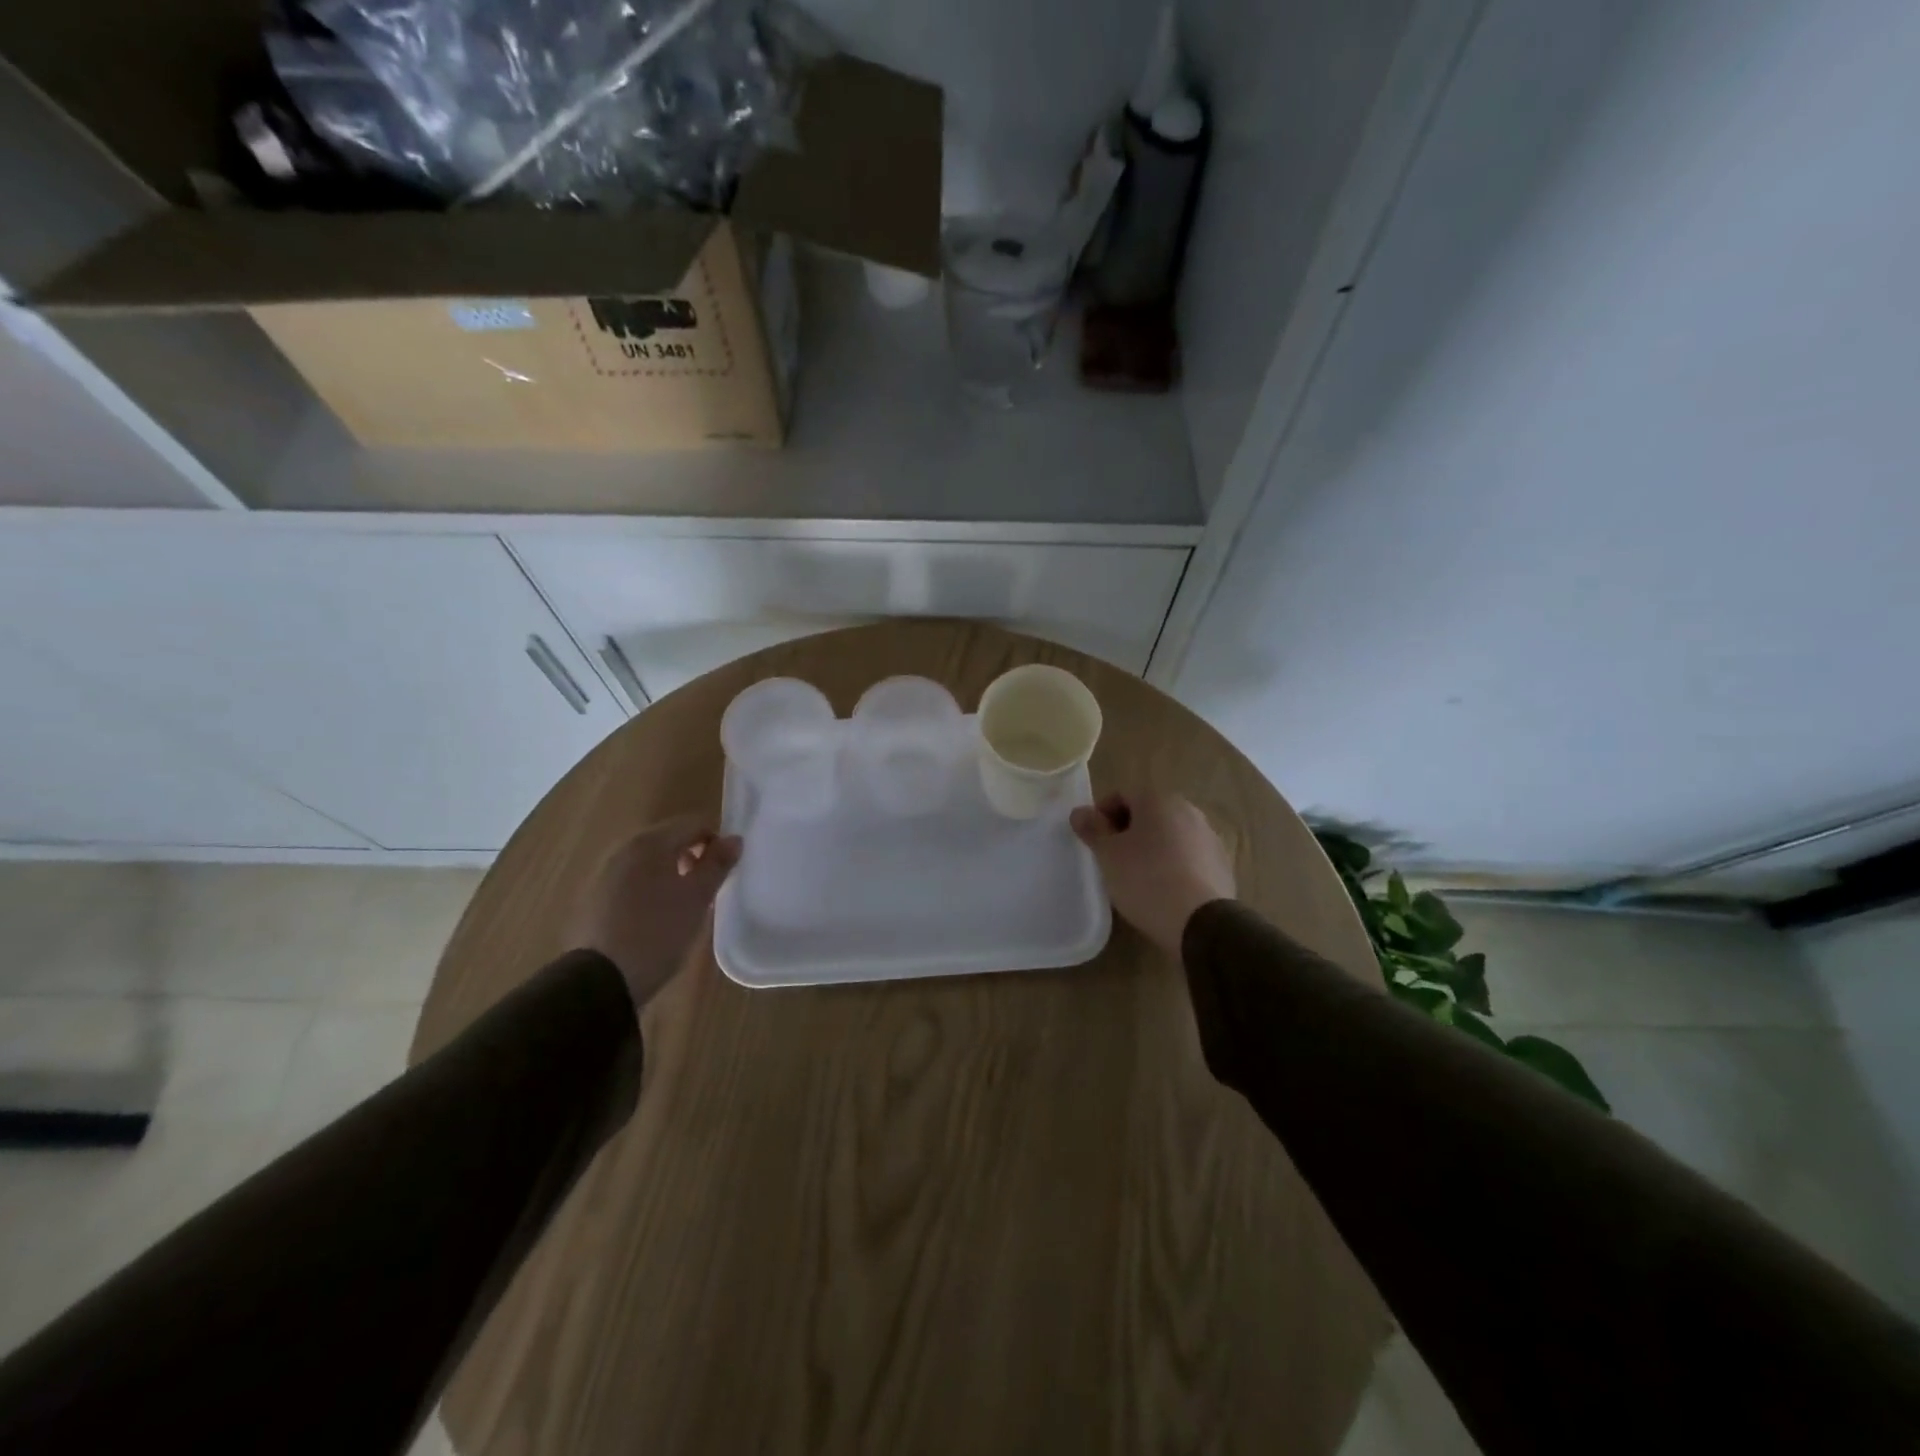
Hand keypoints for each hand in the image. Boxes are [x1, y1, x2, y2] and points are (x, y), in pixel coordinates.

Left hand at [567, 816, 742, 1013]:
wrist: (601, 981)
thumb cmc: (658, 932)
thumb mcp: (698, 898)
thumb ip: (717, 864)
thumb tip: (734, 839)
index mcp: (650, 842)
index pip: (694, 824)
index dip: (716, 841)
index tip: (725, 870)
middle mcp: (623, 849)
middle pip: (669, 839)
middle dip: (693, 857)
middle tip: (707, 889)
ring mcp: (604, 873)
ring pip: (649, 862)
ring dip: (671, 873)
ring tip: (683, 906)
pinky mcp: (593, 898)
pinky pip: (631, 881)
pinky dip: (649, 889)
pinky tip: (655, 918)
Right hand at [1070, 792, 1235, 956]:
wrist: (1201, 922)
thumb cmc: (1146, 879)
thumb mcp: (1108, 855)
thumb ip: (1092, 829)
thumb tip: (1079, 812)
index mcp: (1158, 800)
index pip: (1121, 795)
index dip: (1101, 815)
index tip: (1092, 840)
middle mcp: (1188, 810)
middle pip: (1148, 813)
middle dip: (1127, 831)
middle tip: (1112, 858)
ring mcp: (1209, 836)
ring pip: (1170, 835)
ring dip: (1152, 847)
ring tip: (1137, 876)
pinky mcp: (1222, 863)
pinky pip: (1189, 856)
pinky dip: (1174, 864)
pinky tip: (1164, 889)